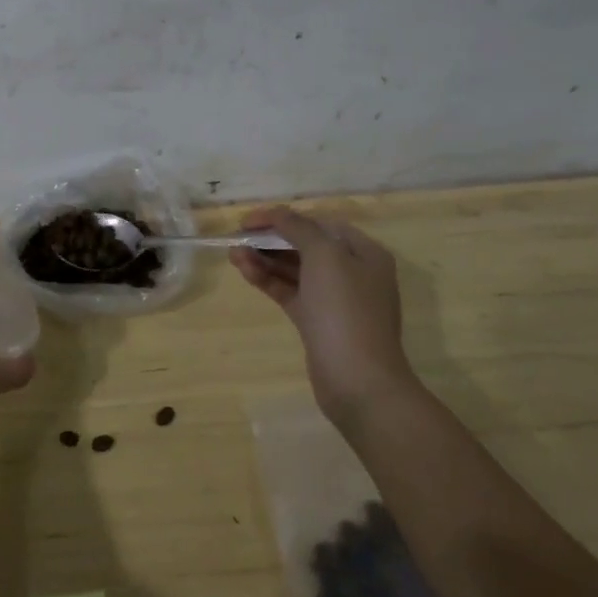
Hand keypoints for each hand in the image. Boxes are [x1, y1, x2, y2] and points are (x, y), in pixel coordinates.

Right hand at [231, 207, 410, 424]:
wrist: (358, 381)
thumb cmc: (345, 310)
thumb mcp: (325, 256)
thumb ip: (299, 228)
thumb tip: (279, 215)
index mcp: (364, 253)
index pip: (319, 223)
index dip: (283, 217)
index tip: (250, 220)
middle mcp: (352, 272)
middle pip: (305, 245)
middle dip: (271, 239)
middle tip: (239, 237)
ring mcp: (334, 300)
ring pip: (294, 270)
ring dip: (264, 259)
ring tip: (233, 254)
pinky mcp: (317, 322)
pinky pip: (289, 291)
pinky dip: (268, 280)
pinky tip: (245, 271)